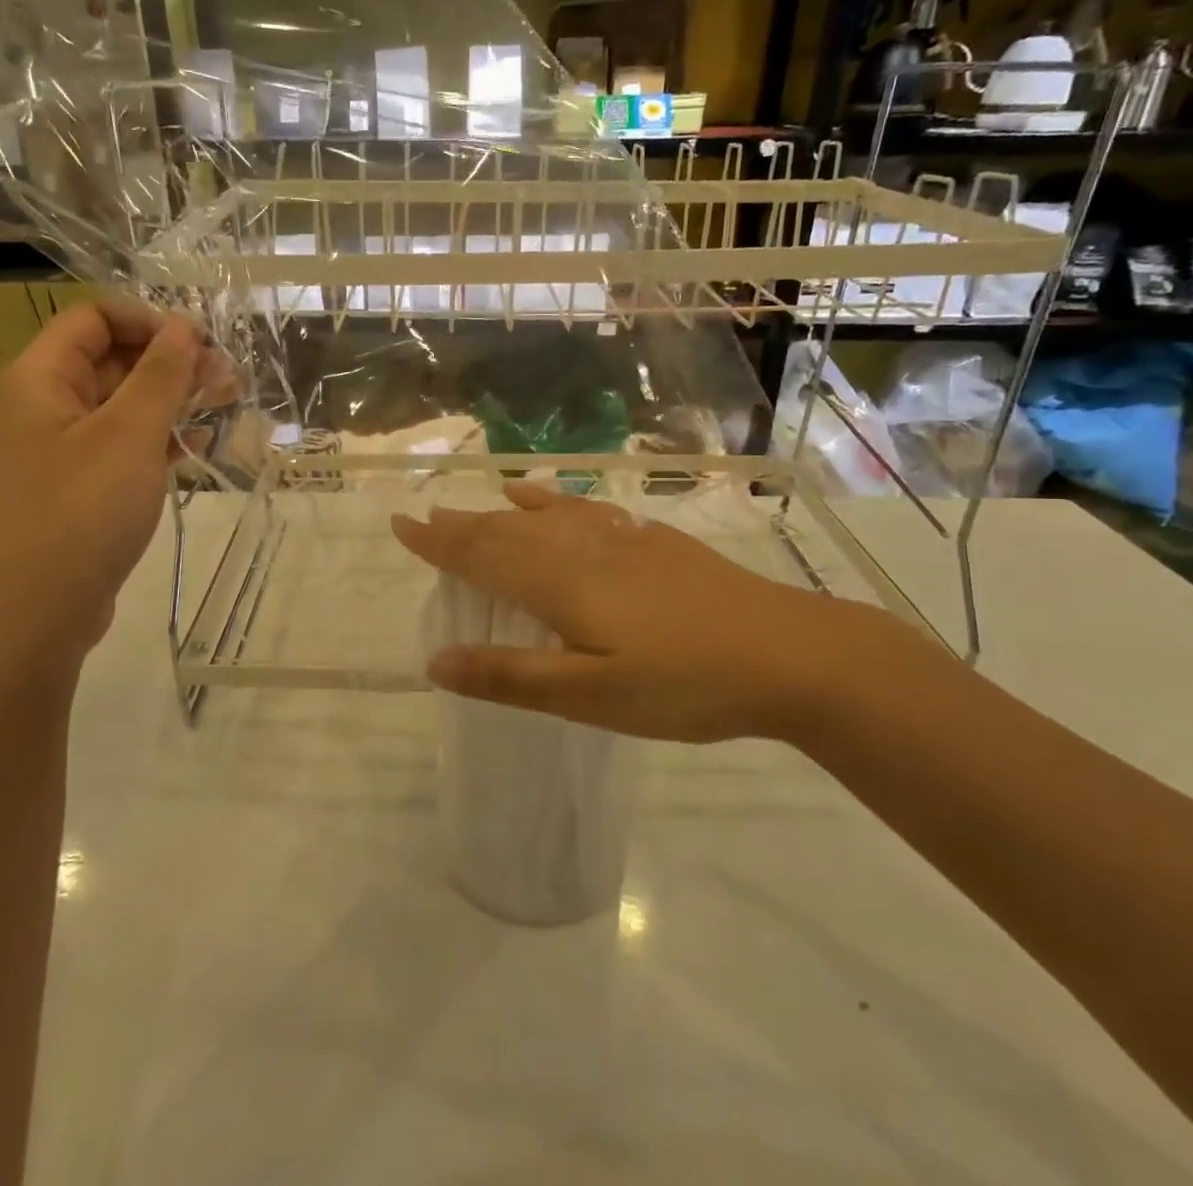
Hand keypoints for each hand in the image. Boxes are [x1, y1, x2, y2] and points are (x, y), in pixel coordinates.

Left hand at [0, 298, 233, 653]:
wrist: (39, 610)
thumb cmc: (82, 510)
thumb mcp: (129, 433)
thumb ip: (160, 374)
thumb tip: (184, 326)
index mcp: (43, 377)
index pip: (94, 318)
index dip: (149, 320)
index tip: (200, 343)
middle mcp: (48, 404)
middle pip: (113, 359)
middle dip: (172, 361)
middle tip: (229, 379)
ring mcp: (65, 447)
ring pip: (125, 403)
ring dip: (175, 398)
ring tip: (229, 404)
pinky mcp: (84, 485)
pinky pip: (127, 443)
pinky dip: (163, 436)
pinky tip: (201, 443)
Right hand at [391, 482, 919, 743]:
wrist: (790, 653)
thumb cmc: (683, 683)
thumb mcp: (590, 695)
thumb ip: (511, 677)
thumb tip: (436, 662)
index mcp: (559, 583)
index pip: (482, 555)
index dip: (439, 543)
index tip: (401, 525)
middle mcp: (581, 548)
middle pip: (508, 530)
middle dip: (463, 526)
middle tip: (427, 518)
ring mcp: (622, 538)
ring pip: (546, 517)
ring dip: (504, 513)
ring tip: (478, 506)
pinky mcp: (654, 541)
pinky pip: (587, 510)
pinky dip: (557, 501)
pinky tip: (550, 497)